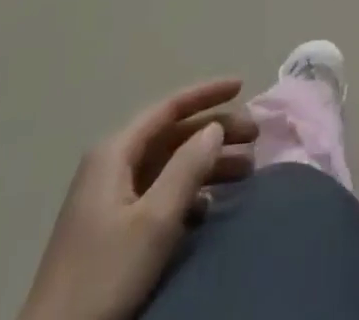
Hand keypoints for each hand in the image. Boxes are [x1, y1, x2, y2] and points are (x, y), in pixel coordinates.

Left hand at [19, 78, 257, 319]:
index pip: (169, 108)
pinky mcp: (112, 231)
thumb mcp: (153, 221)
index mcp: (115, 152)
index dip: (207, 94)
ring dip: (206, 165)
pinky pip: (159, 195)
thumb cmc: (104, 274)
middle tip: (254, 138)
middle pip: (172, 136)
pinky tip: (210, 208)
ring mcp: (110, 199)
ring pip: (168, 167)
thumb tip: (214, 127)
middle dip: (214, 132)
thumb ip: (187, 168)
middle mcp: (111, 165)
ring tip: (245, 171)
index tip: (242, 85)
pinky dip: (188, 194)